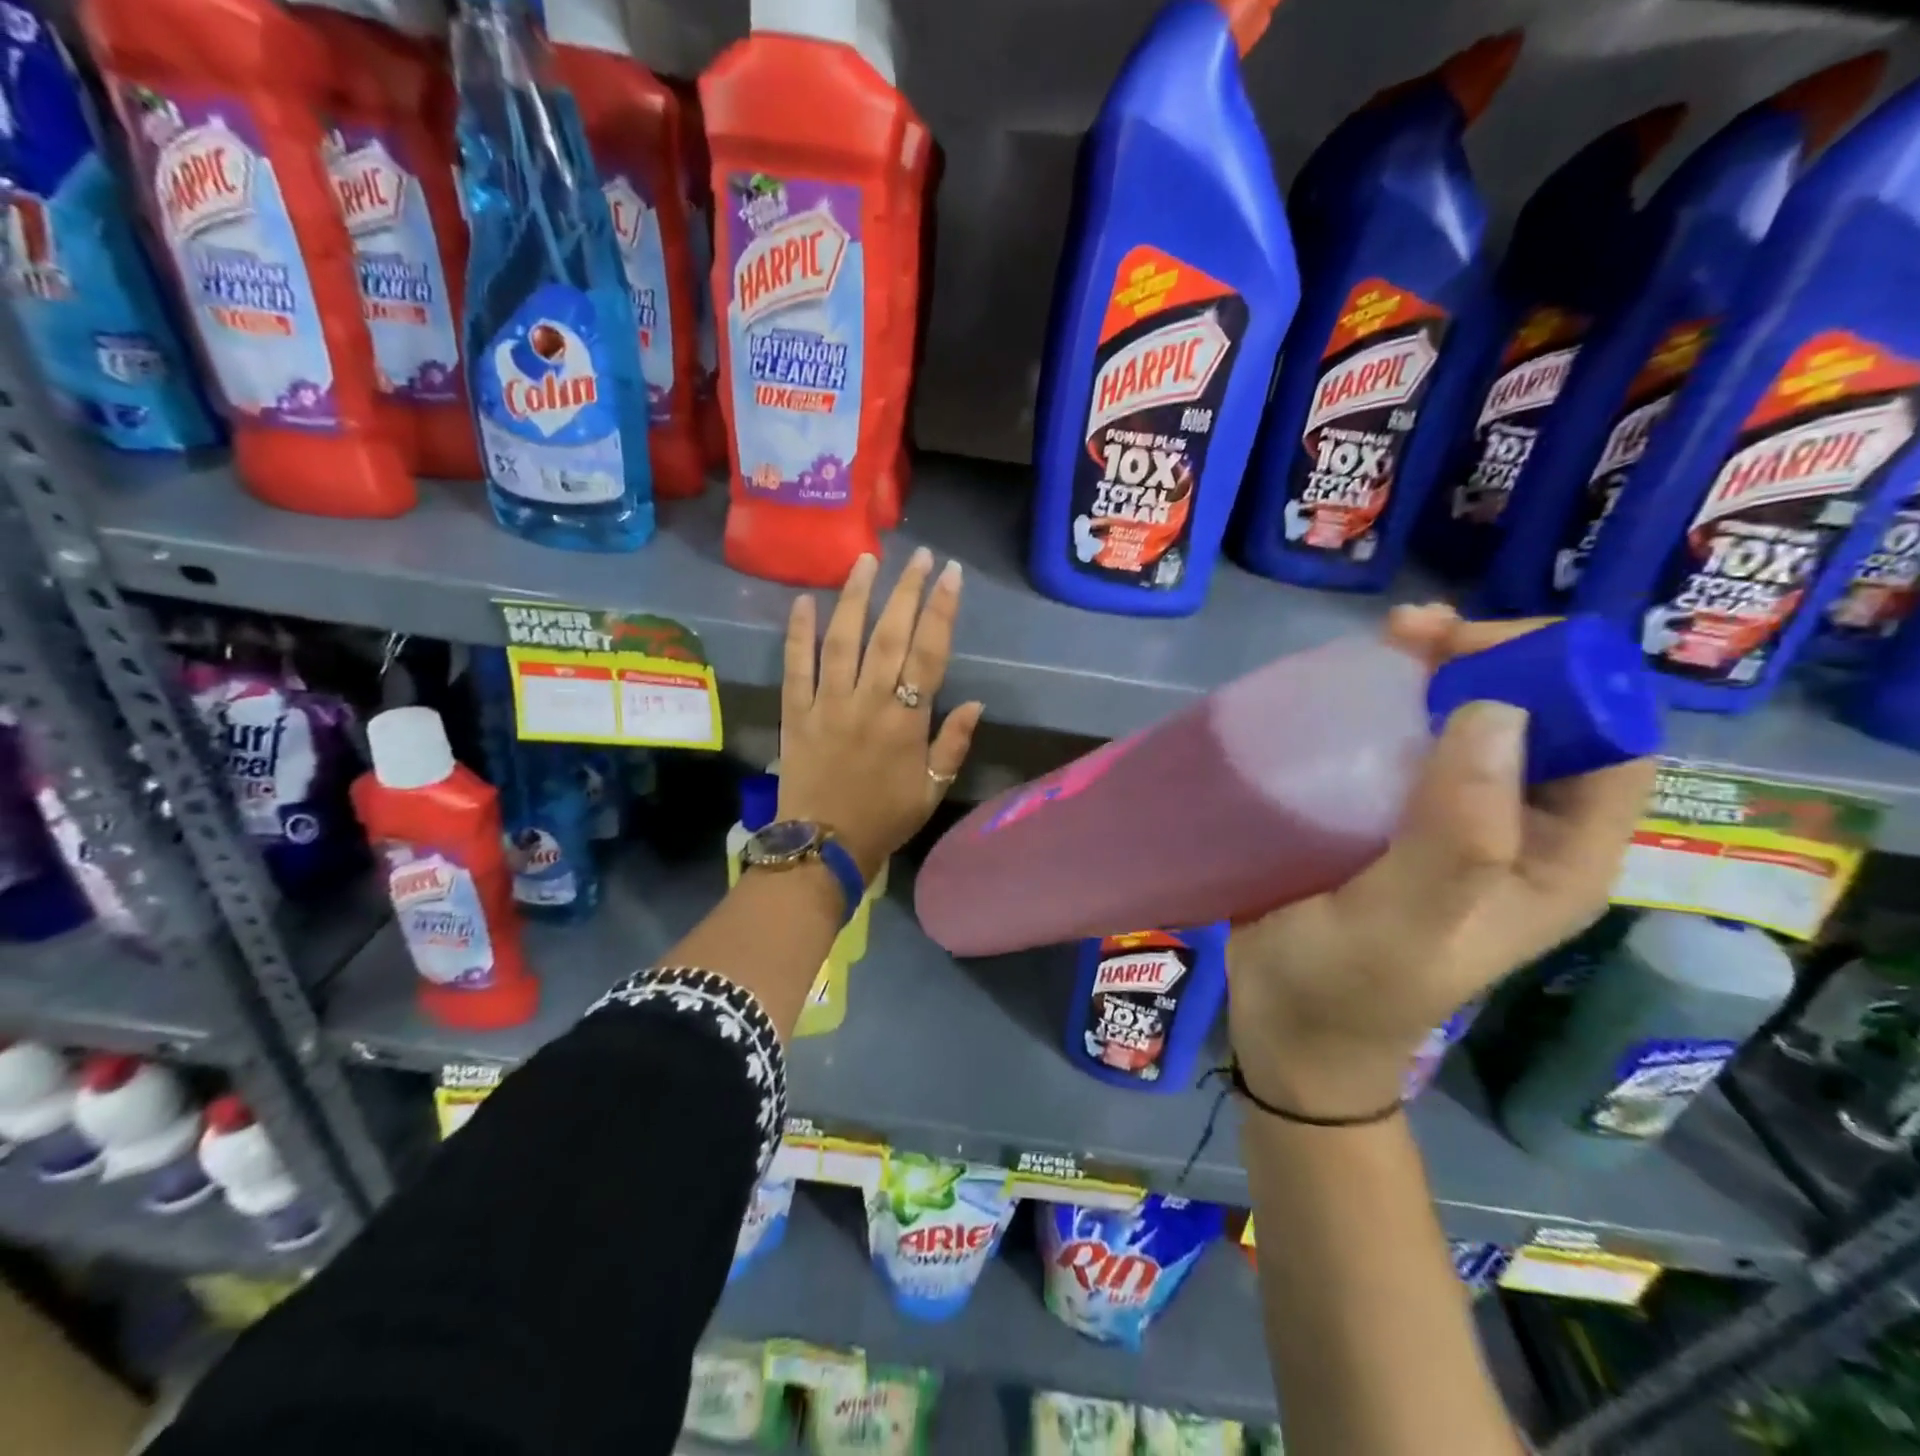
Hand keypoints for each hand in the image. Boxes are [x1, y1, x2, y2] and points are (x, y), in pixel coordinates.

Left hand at [778, 549, 986, 880]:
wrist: (824, 847)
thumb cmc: (885, 819)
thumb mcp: (932, 790)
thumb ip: (953, 744)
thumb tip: (976, 703)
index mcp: (906, 722)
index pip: (928, 654)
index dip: (941, 611)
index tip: (950, 575)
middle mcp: (868, 702)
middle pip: (889, 636)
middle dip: (906, 591)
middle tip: (919, 556)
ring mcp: (828, 704)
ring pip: (842, 640)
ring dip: (855, 597)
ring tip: (866, 561)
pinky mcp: (796, 713)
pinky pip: (795, 667)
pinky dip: (798, 634)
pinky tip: (803, 602)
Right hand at [1226, 604, 1656, 1118]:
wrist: (1287, 1027)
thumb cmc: (1346, 987)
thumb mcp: (1404, 924)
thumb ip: (1453, 835)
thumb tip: (1493, 712)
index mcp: (1557, 860)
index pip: (1609, 744)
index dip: (1560, 681)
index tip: (1471, 653)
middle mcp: (1519, 831)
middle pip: (1540, 718)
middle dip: (1489, 660)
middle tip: (1413, 632)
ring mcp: (1452, 820)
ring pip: (1470, 721)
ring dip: (1436, 671)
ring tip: (1386, 639)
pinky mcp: (1391, 815)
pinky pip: (1408, 741)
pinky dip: (1389, 703)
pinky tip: (1352, 685)